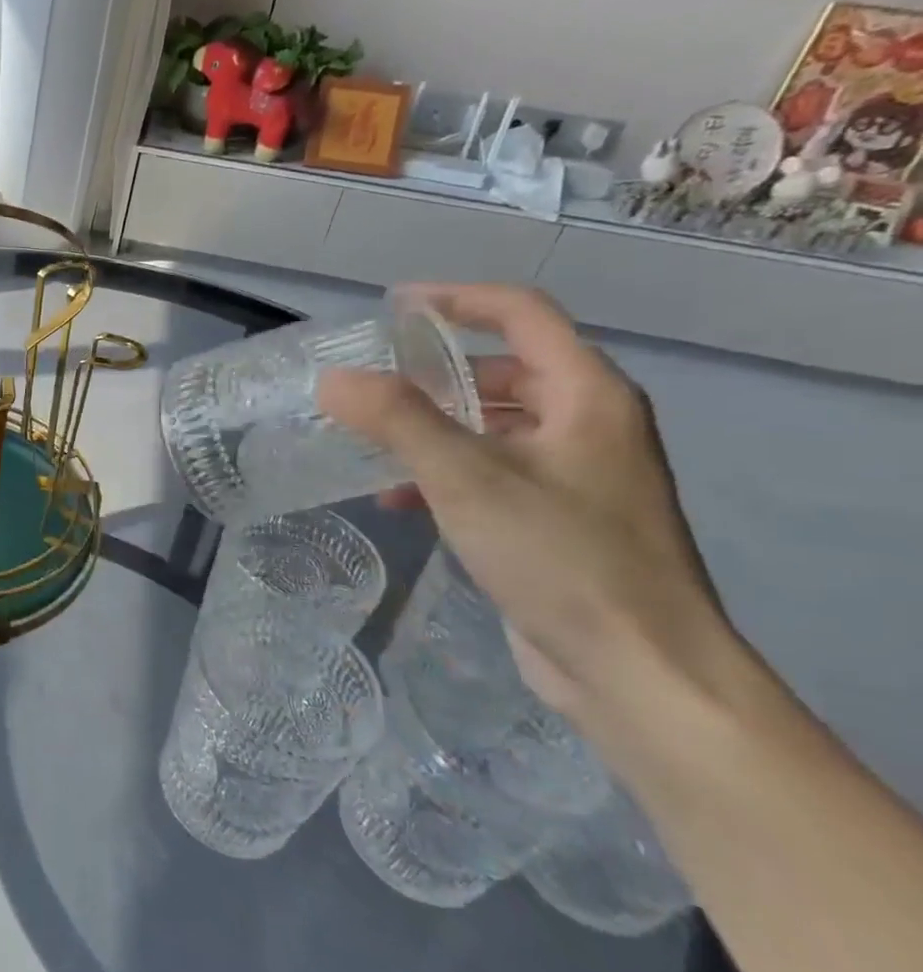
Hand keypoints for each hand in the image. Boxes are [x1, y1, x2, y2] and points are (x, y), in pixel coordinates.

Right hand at [317, 284, 733, 724]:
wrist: (640, 672)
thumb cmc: (561, 557)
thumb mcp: (467, 478)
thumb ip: (397, 419)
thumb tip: (333, 378)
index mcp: (587, 395)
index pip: (521, 313)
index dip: (456, 299)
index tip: (392, 308)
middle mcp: (588, 423)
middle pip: (505, 368)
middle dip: (434, 372)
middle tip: (370, 381)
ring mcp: (576, 473)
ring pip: (493, 423)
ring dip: (432, 424)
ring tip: (370, 437)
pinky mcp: (558, 518)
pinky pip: (492, 470)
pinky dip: (444, 470)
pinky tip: (397, 497)